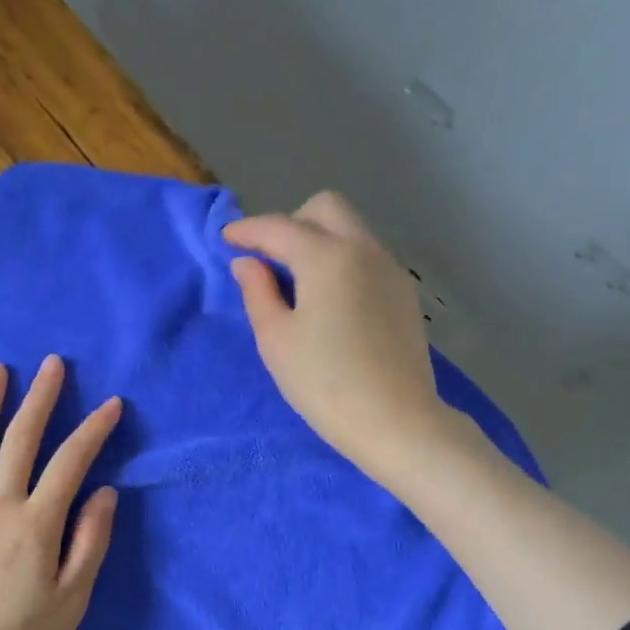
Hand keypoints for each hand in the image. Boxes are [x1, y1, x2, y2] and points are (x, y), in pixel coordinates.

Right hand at [223, 192, 445, 475]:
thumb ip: (257, 292)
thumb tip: (248, 262)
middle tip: (270, 260)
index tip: (226, 240)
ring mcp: (390, 270)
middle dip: (291, 222)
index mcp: (327, 257)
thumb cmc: (324, 382)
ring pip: (351, 230)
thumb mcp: (276, 339)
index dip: (247, 230)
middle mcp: (364, 250)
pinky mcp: (404, 294)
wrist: (395, 421)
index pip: (279, 227)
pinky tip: (330, 302)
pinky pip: (367, 257)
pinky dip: (341, 261)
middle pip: (325, 208)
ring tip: (297, 283)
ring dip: (319, 240)